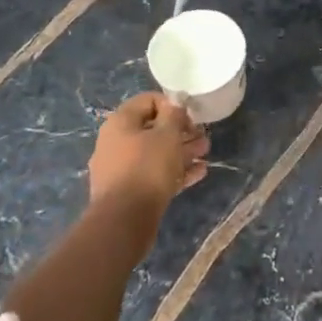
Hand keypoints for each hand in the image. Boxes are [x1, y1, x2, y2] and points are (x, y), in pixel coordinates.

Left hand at [88, 92, 209, 215]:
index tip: (190, 116)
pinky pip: (153, 174)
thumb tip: (176, 103)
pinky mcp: (128, 191)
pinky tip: (199, 173)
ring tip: (205, 152)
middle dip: (180, 131)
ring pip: (155, 153)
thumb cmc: (147, 167)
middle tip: (203, 136)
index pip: (148, 101)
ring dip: (181, 151)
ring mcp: (120, 168)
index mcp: (120, 122)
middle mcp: (116, 141)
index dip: (172, 104)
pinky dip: (174, 171)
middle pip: (152, 129)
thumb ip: (174, 115)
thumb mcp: (167, 135)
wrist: (124, 220)